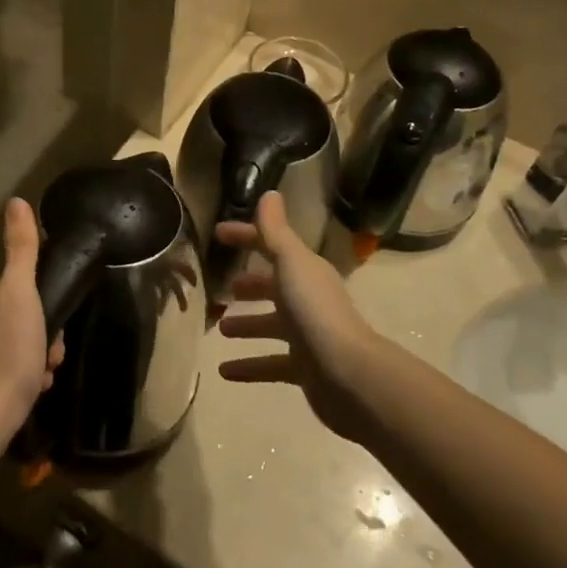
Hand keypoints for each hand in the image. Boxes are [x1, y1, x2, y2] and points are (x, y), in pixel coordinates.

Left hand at [0, 199, 65, 422]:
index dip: (38, 298)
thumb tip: (16, 201)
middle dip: (40, 330)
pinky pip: (7, 364)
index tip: (50, 318)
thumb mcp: (21, 289)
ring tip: (43, 371)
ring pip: (16, 338)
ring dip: (37, 353)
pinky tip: (33, 385)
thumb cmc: (7, 344)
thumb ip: (20, 246)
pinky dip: (24, 372)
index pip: (13, 280)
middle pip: (17, 310)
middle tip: (50, 350)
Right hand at [216, 193, 384, 443]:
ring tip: (220, 328)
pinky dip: (249, 366)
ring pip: (270, 326)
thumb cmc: (314, 311)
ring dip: (247, 325)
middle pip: (273, 287)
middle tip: (223, 289)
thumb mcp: (290, 262)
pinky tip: (224, 371)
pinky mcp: (304, 369)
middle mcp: (307, 299)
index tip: (217, 234)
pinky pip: (271, 364)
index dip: (245, 236)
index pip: (271, 244)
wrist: (349, 374)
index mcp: (304, 271)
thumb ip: (274, 230)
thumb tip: (269, 193)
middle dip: (250, 286)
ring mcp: (307, 335)